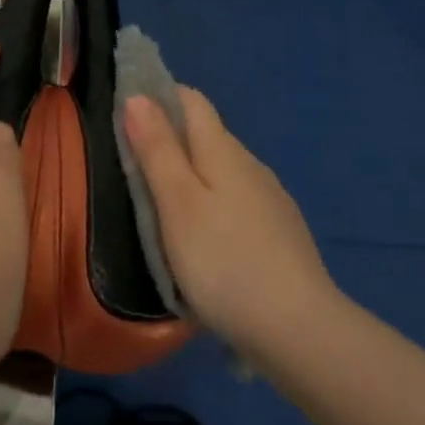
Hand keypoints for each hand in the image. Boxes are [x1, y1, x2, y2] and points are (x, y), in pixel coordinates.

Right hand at [122, 88, 335, 358]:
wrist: (298, 329)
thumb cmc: (224, 261)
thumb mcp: (178, 204)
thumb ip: (158, 149)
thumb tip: (138, 97)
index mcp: (224, 150)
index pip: (192, 100)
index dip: (159, 95)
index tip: (125, 109)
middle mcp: (251, 165)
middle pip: (206, 134)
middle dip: (170, 137)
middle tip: (131, 162)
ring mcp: (270, 200)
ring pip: (222, 170)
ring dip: (191, 174)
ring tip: (159, 202)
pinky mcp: (279, 233)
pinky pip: (236, 202)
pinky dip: (212, 204)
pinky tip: (202, 236)